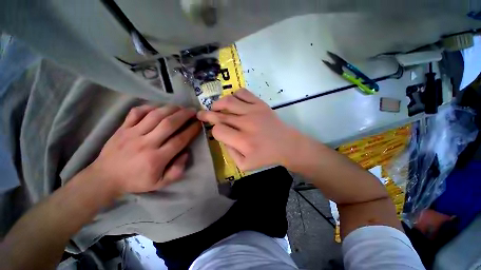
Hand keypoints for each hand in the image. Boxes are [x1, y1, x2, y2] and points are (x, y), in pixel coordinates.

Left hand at [89, 105, 200, 194]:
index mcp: (156, 158)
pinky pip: (136, 112)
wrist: (105, 178)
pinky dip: (149, 107)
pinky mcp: (122, 128)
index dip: (192, 130)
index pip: (179, 140)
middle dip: (184, 115)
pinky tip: (159, 107)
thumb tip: (186, 153)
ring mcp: (132, 133)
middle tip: (193, 111)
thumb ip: (177, 170)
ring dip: (171, 109)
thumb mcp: (160, 183)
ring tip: (181, 107)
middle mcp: (146, 143)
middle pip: (169, 124)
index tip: (199, 123)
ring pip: (155, 115)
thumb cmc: (136, 181)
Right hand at [197, 89, 303, 170]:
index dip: (214, 130)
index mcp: (242, 141)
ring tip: (216, 107)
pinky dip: (234, 95)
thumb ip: (230, 153)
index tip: (217, 131)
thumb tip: (222, 138)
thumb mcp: (245, 165)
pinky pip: (243, 93)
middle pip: (220, 115)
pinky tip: (233, 102)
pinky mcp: (261, 104)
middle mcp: (246, 123)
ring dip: (218, 103)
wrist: (286, 145)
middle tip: (201, 114)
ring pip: (229, 101)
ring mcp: (254, 111)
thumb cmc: (266, 156)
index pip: (218, 130)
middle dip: (207, 114)